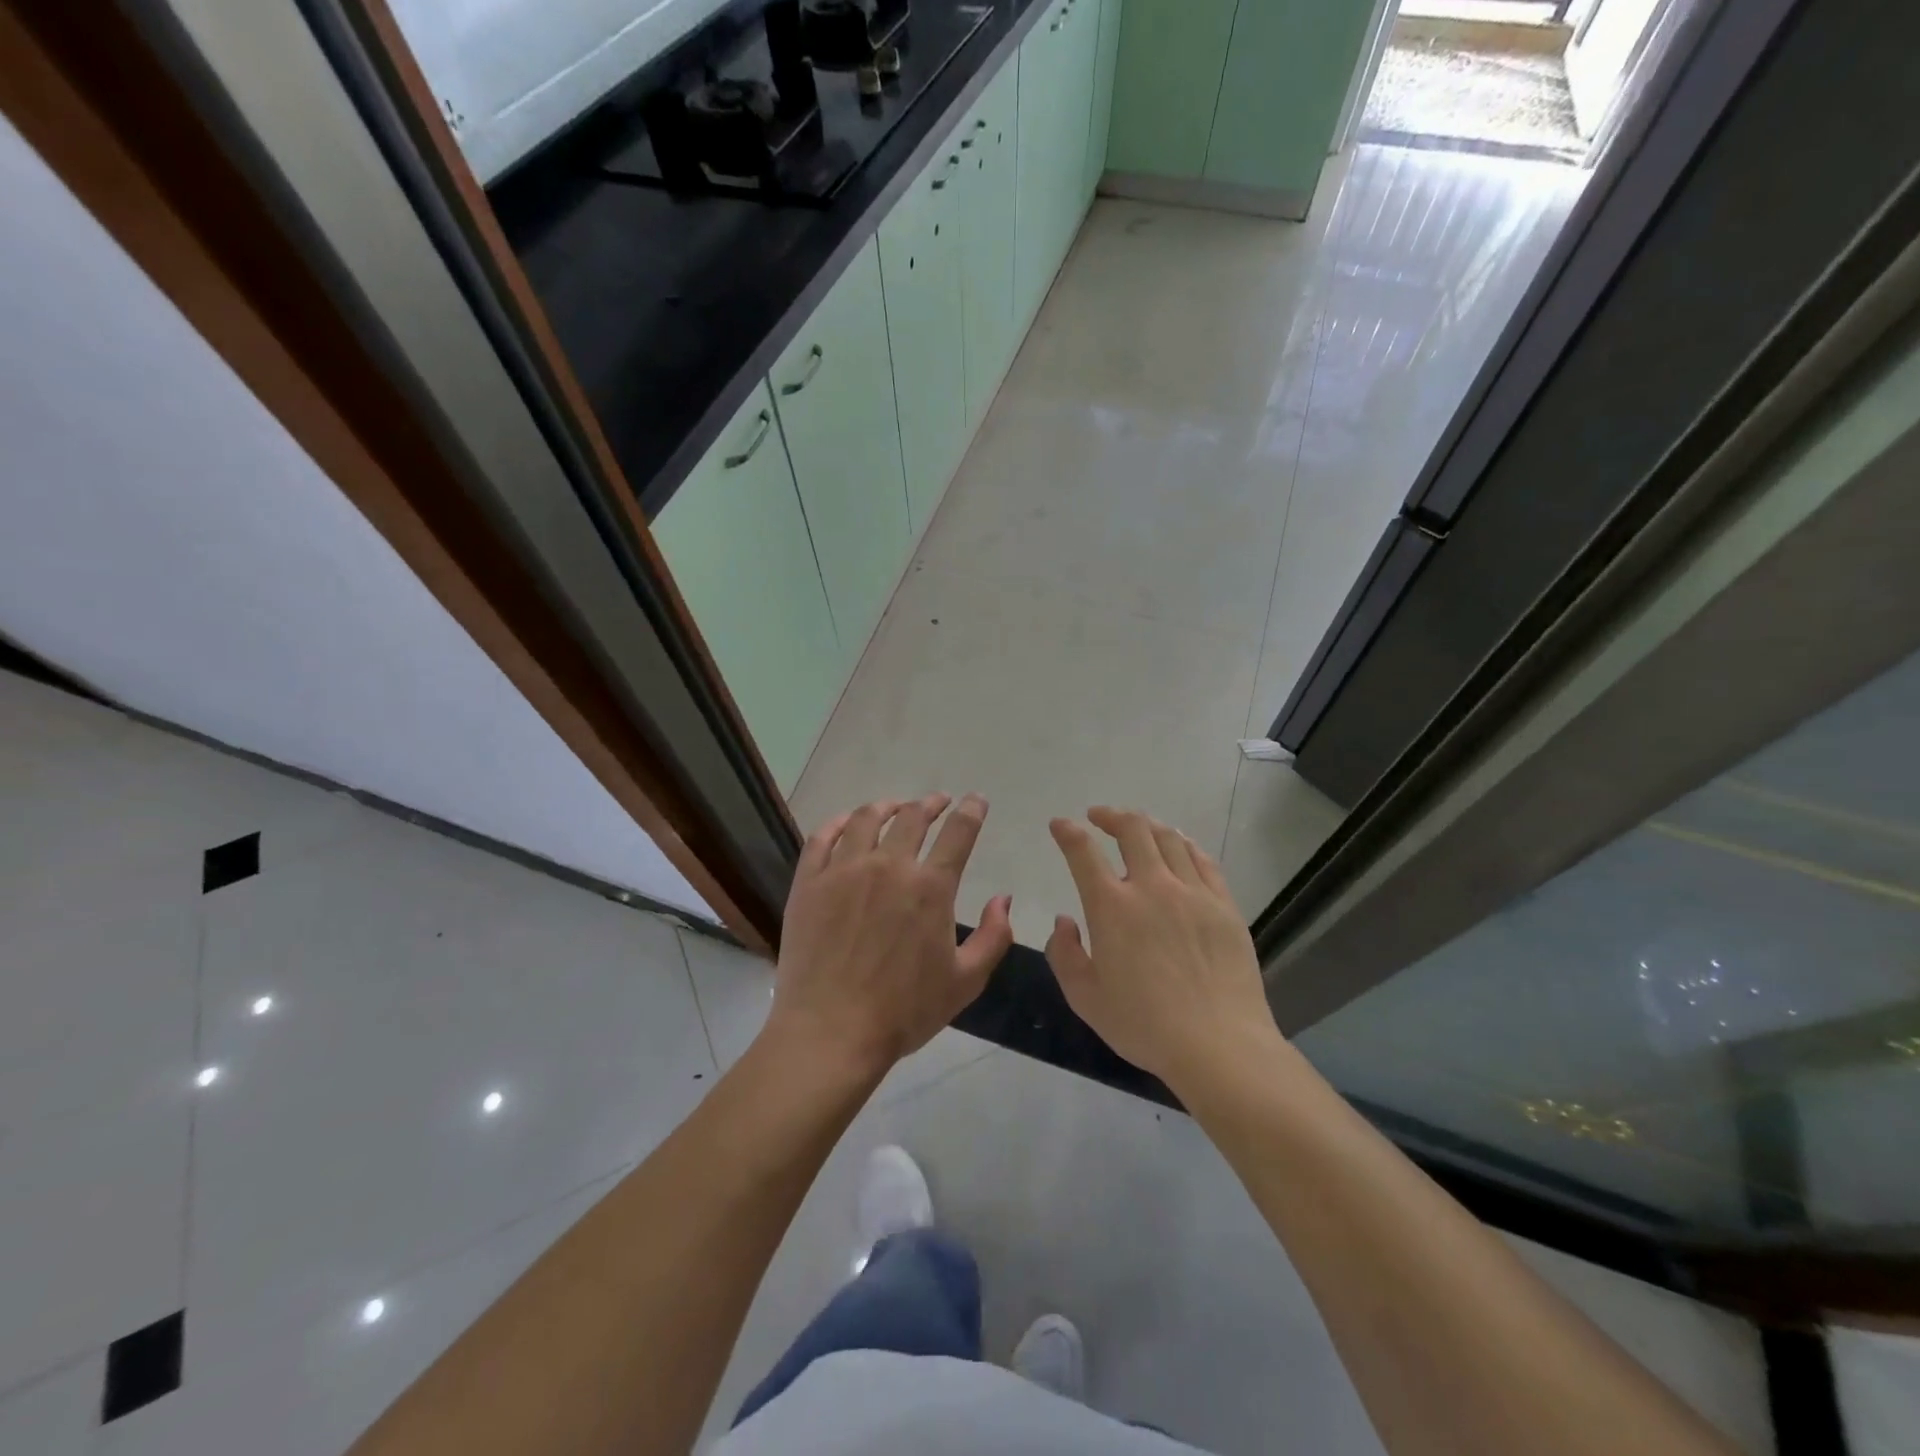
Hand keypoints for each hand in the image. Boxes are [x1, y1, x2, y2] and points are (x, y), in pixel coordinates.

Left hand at [766, 794, 1013, 1080]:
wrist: (831, 1032)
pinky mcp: (809, 882)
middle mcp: (888, 866)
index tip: (976, 800)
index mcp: (930, 887)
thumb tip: (1003, 899)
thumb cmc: (904, 1011)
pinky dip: (838, 823)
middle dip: (930, 803)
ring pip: (866, 819)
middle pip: (912, 817)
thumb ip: (993, 936)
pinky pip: (822, 838)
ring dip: (887, 806)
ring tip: (894, 807)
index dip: (971, 810)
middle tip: (937, 803)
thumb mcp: (966, 981)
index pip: (958, 832)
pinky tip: (845, 823)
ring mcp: (843, 870)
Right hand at [1046, 808, 1280, 1093]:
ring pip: (1168, 838)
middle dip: (1110, 815)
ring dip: (1146, 824)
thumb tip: (1064, 921)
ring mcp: (1192, 892)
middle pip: (1132, 829)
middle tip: (1099, 816)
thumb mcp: (1085, 998)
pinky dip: (1184, 844)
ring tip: (1137, 826)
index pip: (1083, 852)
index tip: (1060, 824)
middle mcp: (1152, 886)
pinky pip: (1202, 859)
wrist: (1219, 1044)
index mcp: (1112, 907)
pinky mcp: (1224, 904)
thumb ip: (1064, 954)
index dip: (1067, 831)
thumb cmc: (1144, 1025)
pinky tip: (1178, 846)